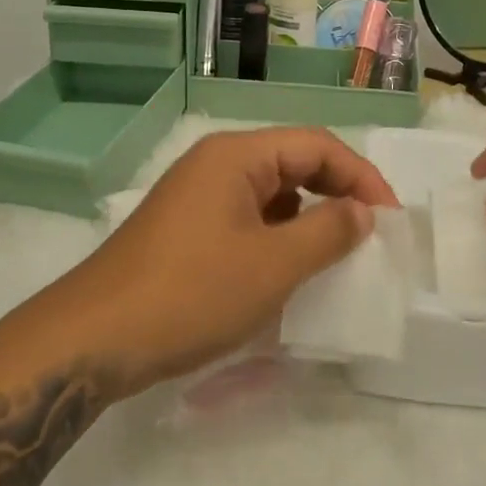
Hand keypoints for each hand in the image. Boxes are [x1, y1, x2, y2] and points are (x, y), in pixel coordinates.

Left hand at [55, 127, 398, 390]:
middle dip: (337, 195)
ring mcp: (197, 197)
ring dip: (308, 220)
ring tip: (336, 258)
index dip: (361, 177)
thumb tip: (362, 212)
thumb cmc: (191, 293)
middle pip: (293, 164)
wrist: (94, 339)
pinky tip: (288, 274)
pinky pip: (247, 221)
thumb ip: (328, 232)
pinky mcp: (186, 230)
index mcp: (237, 155)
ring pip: (271, 195)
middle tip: (370, 237)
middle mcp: (216, 164)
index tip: (390, 221)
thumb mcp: (273, 265)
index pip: (317, 145)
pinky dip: (277, 240)